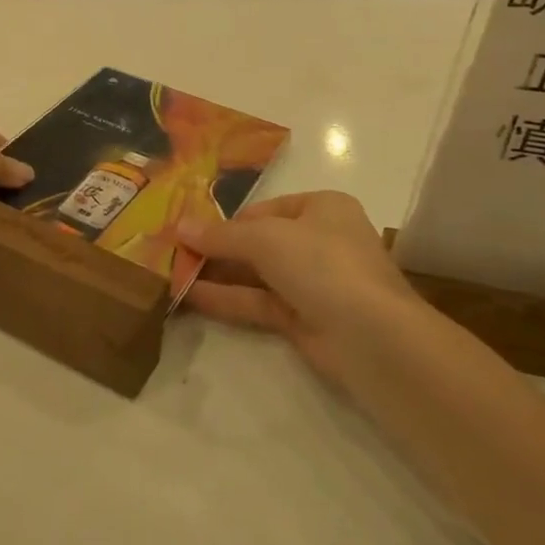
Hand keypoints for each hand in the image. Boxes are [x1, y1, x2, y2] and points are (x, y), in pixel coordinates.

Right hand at [181, 191, 420, 385]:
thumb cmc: (323, 264)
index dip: (228, 220)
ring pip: (257, 275)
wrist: (373, 336)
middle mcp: (319, 241)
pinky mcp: (304, 320)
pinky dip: (227, 299)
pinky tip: (190, 296)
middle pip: (259, 242)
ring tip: (171, 274)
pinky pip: (259, 303)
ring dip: (218, 274)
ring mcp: (313, 284)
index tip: (190, 231)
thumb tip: (180, 226)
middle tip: (174, 253)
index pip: (265, 210)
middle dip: (218, 248)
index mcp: (322, 208)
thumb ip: (221, 235)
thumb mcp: (266, 239)